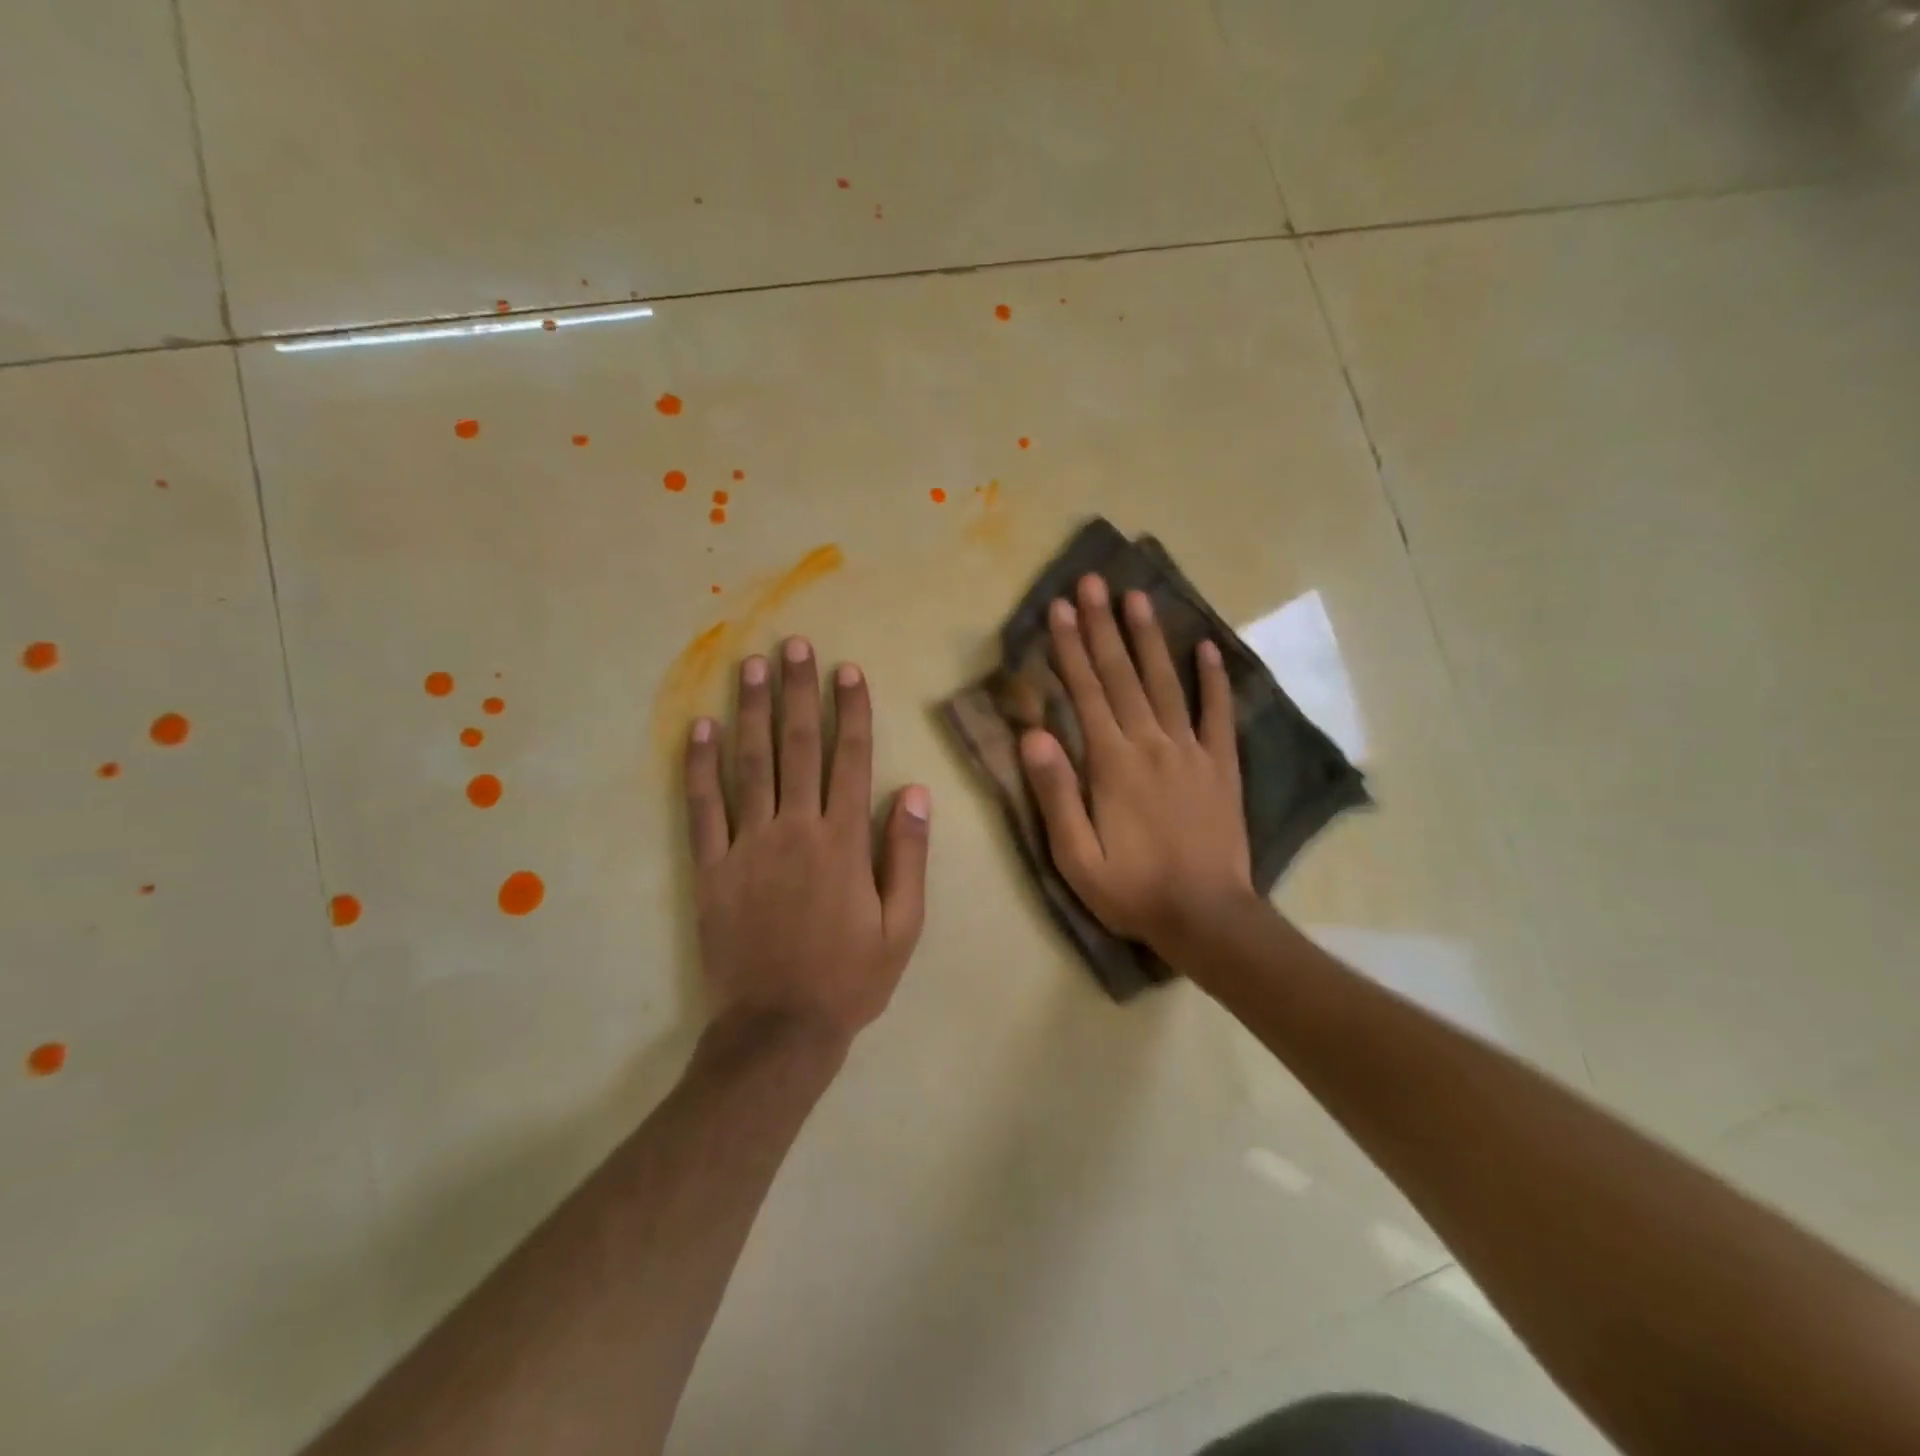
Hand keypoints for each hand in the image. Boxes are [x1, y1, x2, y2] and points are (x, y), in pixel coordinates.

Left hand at [684, 638, 930, 1043]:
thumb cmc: (850, 979)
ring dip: (751, 711)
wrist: (779, 1030)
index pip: (850, 759)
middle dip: (798, 692)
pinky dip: (699, 767)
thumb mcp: (903, 926)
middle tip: (795, 645)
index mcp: (843, 842)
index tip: (847, 671)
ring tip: (750, 666)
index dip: (850, 711)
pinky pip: (702, 809)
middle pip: (796, 747)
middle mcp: (795, 830)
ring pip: (749, 765)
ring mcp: (747, 846)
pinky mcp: (711, 868)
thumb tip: (914, 792)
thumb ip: (908, 856)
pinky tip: (700, 728)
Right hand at [1018, 574, 1253, 958]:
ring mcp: (1191, 751)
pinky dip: (1214, 679)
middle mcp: (1152, 744)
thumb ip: (1055, 794)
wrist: (1207, 917)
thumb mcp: (1076, 857)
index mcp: (1112, 764)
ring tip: (1138, 597)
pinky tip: (1208, 648)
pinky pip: (1218, 714)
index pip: (1086, 693)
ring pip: (1167, 683)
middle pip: (1123, 676)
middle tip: (1092, 582)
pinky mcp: (1222, 766)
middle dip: (1103, 626)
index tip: (1060, 609)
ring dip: (1150, 638)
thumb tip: (1034, 736)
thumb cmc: (1132, 890)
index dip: (1070, 648)